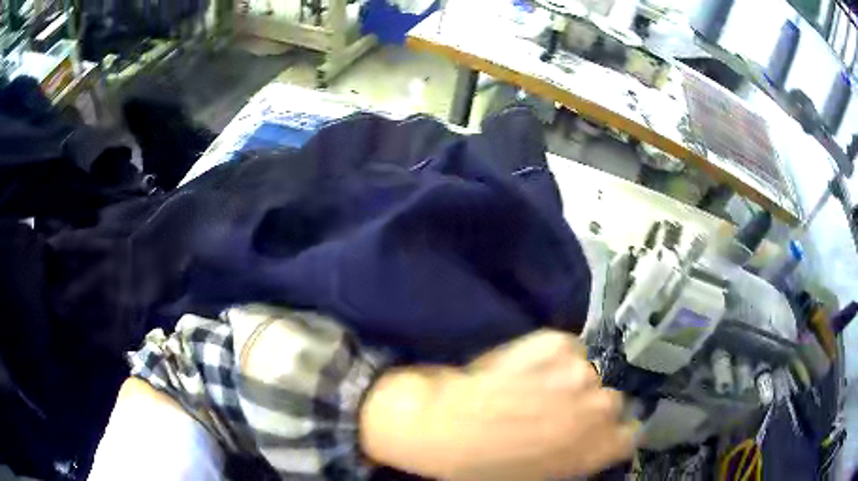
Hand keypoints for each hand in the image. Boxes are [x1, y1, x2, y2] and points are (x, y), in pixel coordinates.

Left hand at [359, 330, 637, 479]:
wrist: (439, 428)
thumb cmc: (484, 467)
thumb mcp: (542, 476)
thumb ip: (580, 459)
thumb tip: (591, 445)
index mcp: (597, 447)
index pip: (629, 434)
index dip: (610, 433)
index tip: (591, 433)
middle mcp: (599, 406)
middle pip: (610, 401)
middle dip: (586, 407)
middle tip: (553, 412)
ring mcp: (580, 370)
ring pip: (586, 372)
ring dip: (566, 380)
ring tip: (532, 389)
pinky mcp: (555, 340)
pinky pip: (564, 348)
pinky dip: (549, 356)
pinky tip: (522, 370)